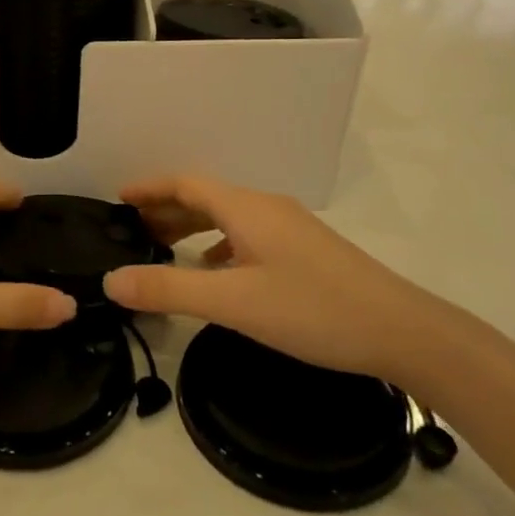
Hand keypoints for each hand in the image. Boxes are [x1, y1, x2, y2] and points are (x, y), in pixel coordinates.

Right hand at [101, 175, 445, 380]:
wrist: (403, 332)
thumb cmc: (313, 310)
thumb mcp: (233, 302)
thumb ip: (169, 289)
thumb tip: (111, 280)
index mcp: (247, 208)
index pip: (186, 184)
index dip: (150, 188)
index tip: (118, 199)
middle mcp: (267, 208)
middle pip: (206, 197)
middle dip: (167, 210)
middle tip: (133, 231)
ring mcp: (291, 229)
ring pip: (229, 218)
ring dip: (193, 228)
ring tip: (165, 250)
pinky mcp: (307, 252)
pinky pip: (249, 236)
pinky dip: (221, 246)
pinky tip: (217, 273)